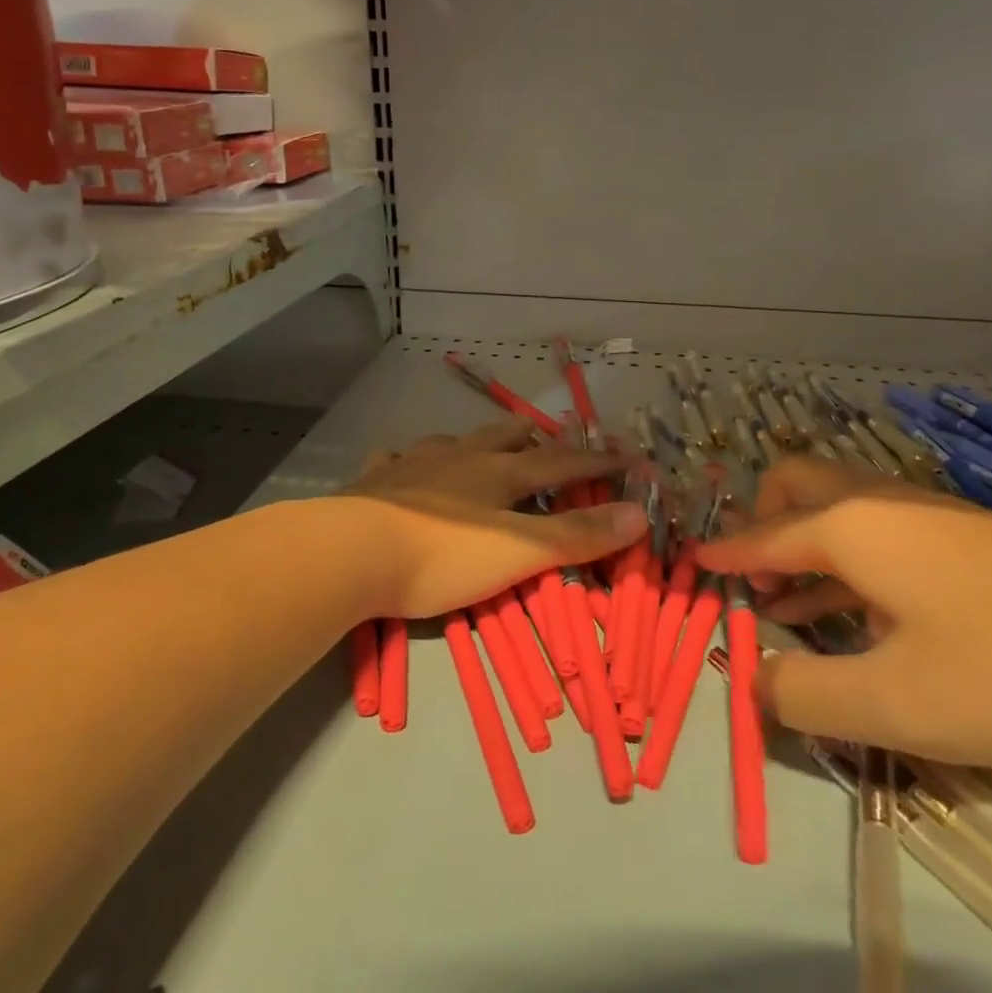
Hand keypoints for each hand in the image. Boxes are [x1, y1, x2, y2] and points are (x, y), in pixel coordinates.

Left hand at [342, 419, 645, 618]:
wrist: (353, 551)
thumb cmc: (442, 555)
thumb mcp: (518, 552)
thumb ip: (576, 535)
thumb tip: (639, 513)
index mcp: (498, 473)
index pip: (560, 462)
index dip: (595, 460)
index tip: (626, 456)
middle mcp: (459, 457)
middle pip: (504, 437)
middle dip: (531, 439)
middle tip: (545, 441)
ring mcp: (414, 463)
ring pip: (453, 440)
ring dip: (474, 442)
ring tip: (481, 448)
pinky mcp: (376, 479)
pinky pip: (396, 457)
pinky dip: (410, 458)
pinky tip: (403, 461)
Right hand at [699, 455, 991, 767]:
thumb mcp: (897, 703)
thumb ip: (804, 695)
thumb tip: (750, 684)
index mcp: (848, 529)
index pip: (761, 537)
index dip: (722, 556)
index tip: (689, 566)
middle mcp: (877, 504)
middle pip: (794, 485)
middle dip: (759, 522)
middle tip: (751, 579)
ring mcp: (927, 513)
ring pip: (837, 507)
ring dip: (801, 544)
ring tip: (788, 605)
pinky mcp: (966, 534)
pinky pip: (877, 530)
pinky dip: (845, 557)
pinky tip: (861, 610)